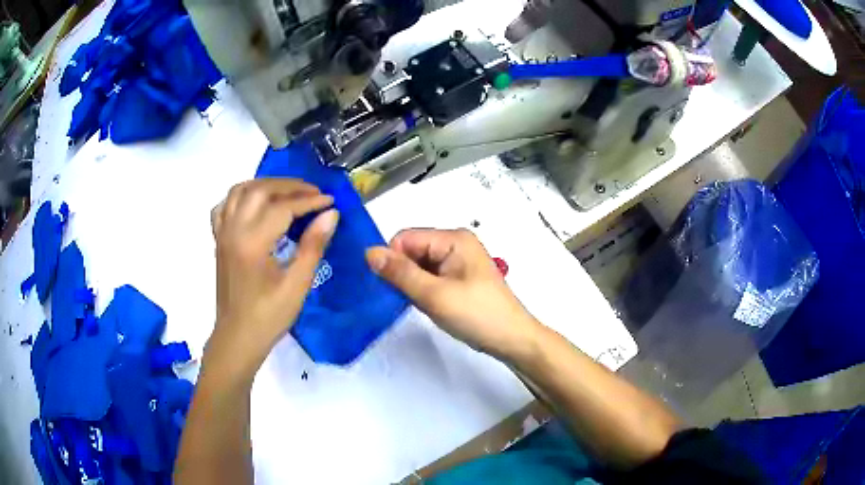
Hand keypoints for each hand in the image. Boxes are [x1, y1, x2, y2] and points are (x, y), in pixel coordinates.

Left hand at [207, 179, 338, 377]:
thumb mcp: (297, 285)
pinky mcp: (218, 240)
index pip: (282, 207)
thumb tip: (330, 214)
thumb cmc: (268, 317)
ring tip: (287, 192)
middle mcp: (233, 230)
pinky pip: (225, 206)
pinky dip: (241, 196)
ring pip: (239, 191)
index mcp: (252, 243)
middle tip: (312, 192)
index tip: (330, 200)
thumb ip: (313, 246)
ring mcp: (222, 233)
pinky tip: (255, 204)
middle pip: (260, 190)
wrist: (237, 338)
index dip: (309, 201)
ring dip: (265, 185)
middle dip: (289, 186)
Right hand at [366, 229, 542, 359]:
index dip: (393, 260)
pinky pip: (431, 277)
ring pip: (420, 265)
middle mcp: (456, 244)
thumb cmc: (477, 315)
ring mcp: (459, 262)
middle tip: (410, 299)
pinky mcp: (460, 278)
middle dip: (404, 273)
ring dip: (414, 284)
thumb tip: (369, 252)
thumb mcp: (434, 295)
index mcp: (453, 238)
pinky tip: (430, 306)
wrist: (512, 340)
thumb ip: (400, 273)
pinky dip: (424, 290)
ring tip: (423, 304)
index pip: (405, 238)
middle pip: (412, 250)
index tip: (392, 288)